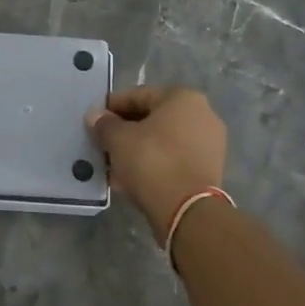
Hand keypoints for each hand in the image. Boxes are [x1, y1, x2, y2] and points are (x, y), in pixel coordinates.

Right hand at [86, 86, 227, 242]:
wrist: (187, 210)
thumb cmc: (152, 161)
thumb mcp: (119, 140)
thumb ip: (104, 124)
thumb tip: (95, 116)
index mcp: (183, 97)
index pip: (138, 95)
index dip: (112, 107)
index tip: (94, 120)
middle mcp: (202, 114)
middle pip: (153, 118)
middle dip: (126, 131)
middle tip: (103, 144)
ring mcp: (209, 143)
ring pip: (163, 141)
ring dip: (138, 150)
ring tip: (114, 165)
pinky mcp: (209, 169)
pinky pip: (173, 159)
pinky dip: (153, 164)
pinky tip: (131, 179)